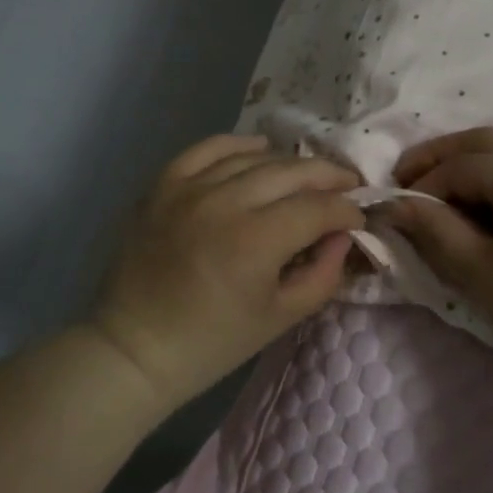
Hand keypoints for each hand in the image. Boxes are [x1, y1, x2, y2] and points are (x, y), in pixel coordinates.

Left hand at [90, 134, 364, 412]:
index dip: (347, 210)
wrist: (135, 347)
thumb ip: (323, 274)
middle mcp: (224, 202)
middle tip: (347, 185)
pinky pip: (207, 148)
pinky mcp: (163, 185)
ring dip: (289, 163)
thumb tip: (343, 235)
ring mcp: (189, 188)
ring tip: (308, 175)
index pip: (318, 208)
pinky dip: (238, 146)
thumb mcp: (280, 318)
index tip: (358, 218)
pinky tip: (258, 152)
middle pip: (292, 172)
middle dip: (328, 177)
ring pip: (254, 158)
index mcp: (255, 241)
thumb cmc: (212, 342)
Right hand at [386, 126, 492, 367]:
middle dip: (442, 155)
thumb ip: (432, 228)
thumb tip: (393, 203)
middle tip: (409, 177)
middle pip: (484, 139)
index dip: (421, 185)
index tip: (395, 208)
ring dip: (476, 153)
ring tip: (452, 179)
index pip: (458, 166)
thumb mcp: (477, 269)